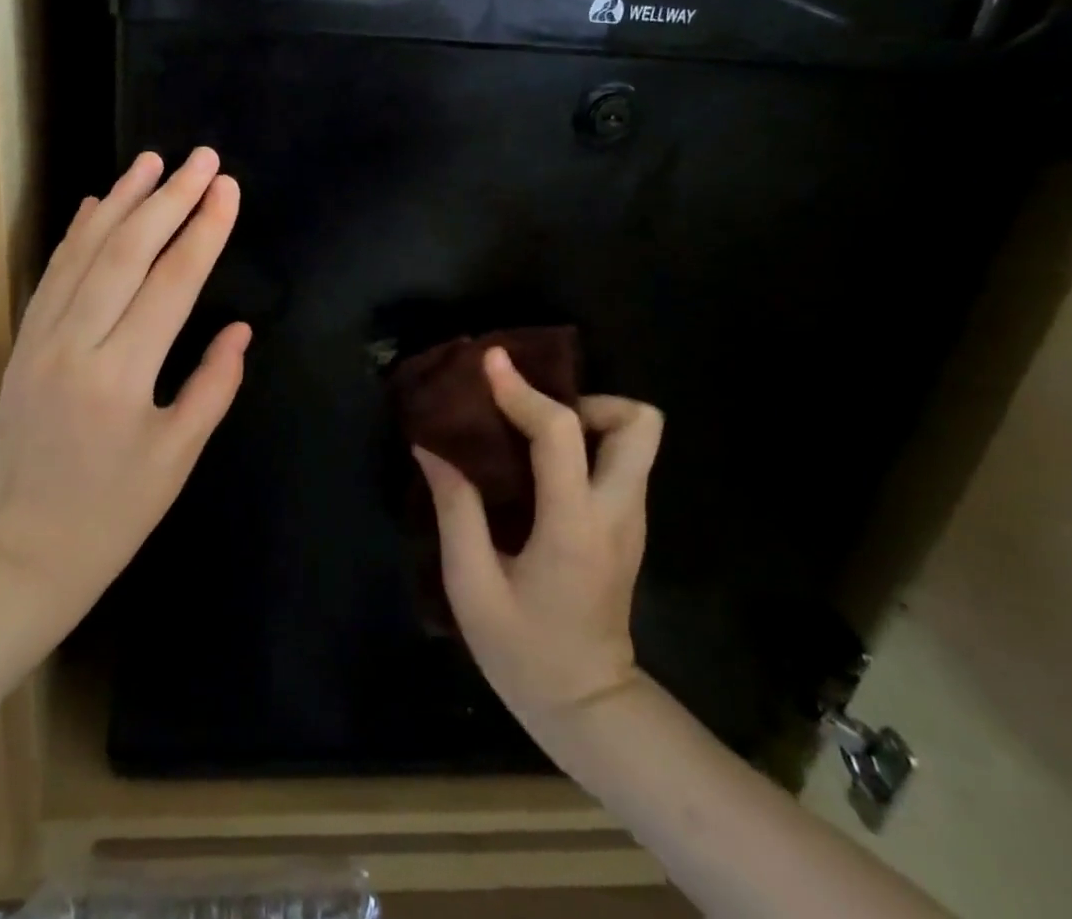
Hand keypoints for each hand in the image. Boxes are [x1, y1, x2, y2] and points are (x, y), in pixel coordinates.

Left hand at [0, 149, 249, 631]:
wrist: (24, 552)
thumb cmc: (114, 514)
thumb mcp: (177, 458)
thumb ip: (213, 386)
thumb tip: (239, 328)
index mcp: (121, 377)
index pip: (172, 283)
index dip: (204, 230)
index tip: (228, 188)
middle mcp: (76, 345)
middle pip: (127, 252)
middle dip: (169, 198)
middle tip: (202, 158)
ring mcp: (41, 339)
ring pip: (84, 252)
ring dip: (121, 200)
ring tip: (152, 160)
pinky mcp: (23, 342)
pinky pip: (53, 274)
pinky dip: (77, 233)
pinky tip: (97, 203)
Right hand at [414, 347, 661, 729]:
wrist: (588, 708)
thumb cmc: (524, 652)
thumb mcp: (471, 586)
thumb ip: (454, 509)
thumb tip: (431, 447)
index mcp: (574, 525)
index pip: (561, 434)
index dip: (522, 391)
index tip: (489, 363)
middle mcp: (617, 512)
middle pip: (640, 423)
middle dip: (587, 399)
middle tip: (532, 411)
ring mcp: (630, 520)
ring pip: (637, 439)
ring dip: (586, 417)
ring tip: (528, 430)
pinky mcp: (626, 526)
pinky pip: (619, 460)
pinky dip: (584, 441)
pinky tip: (537, 460)